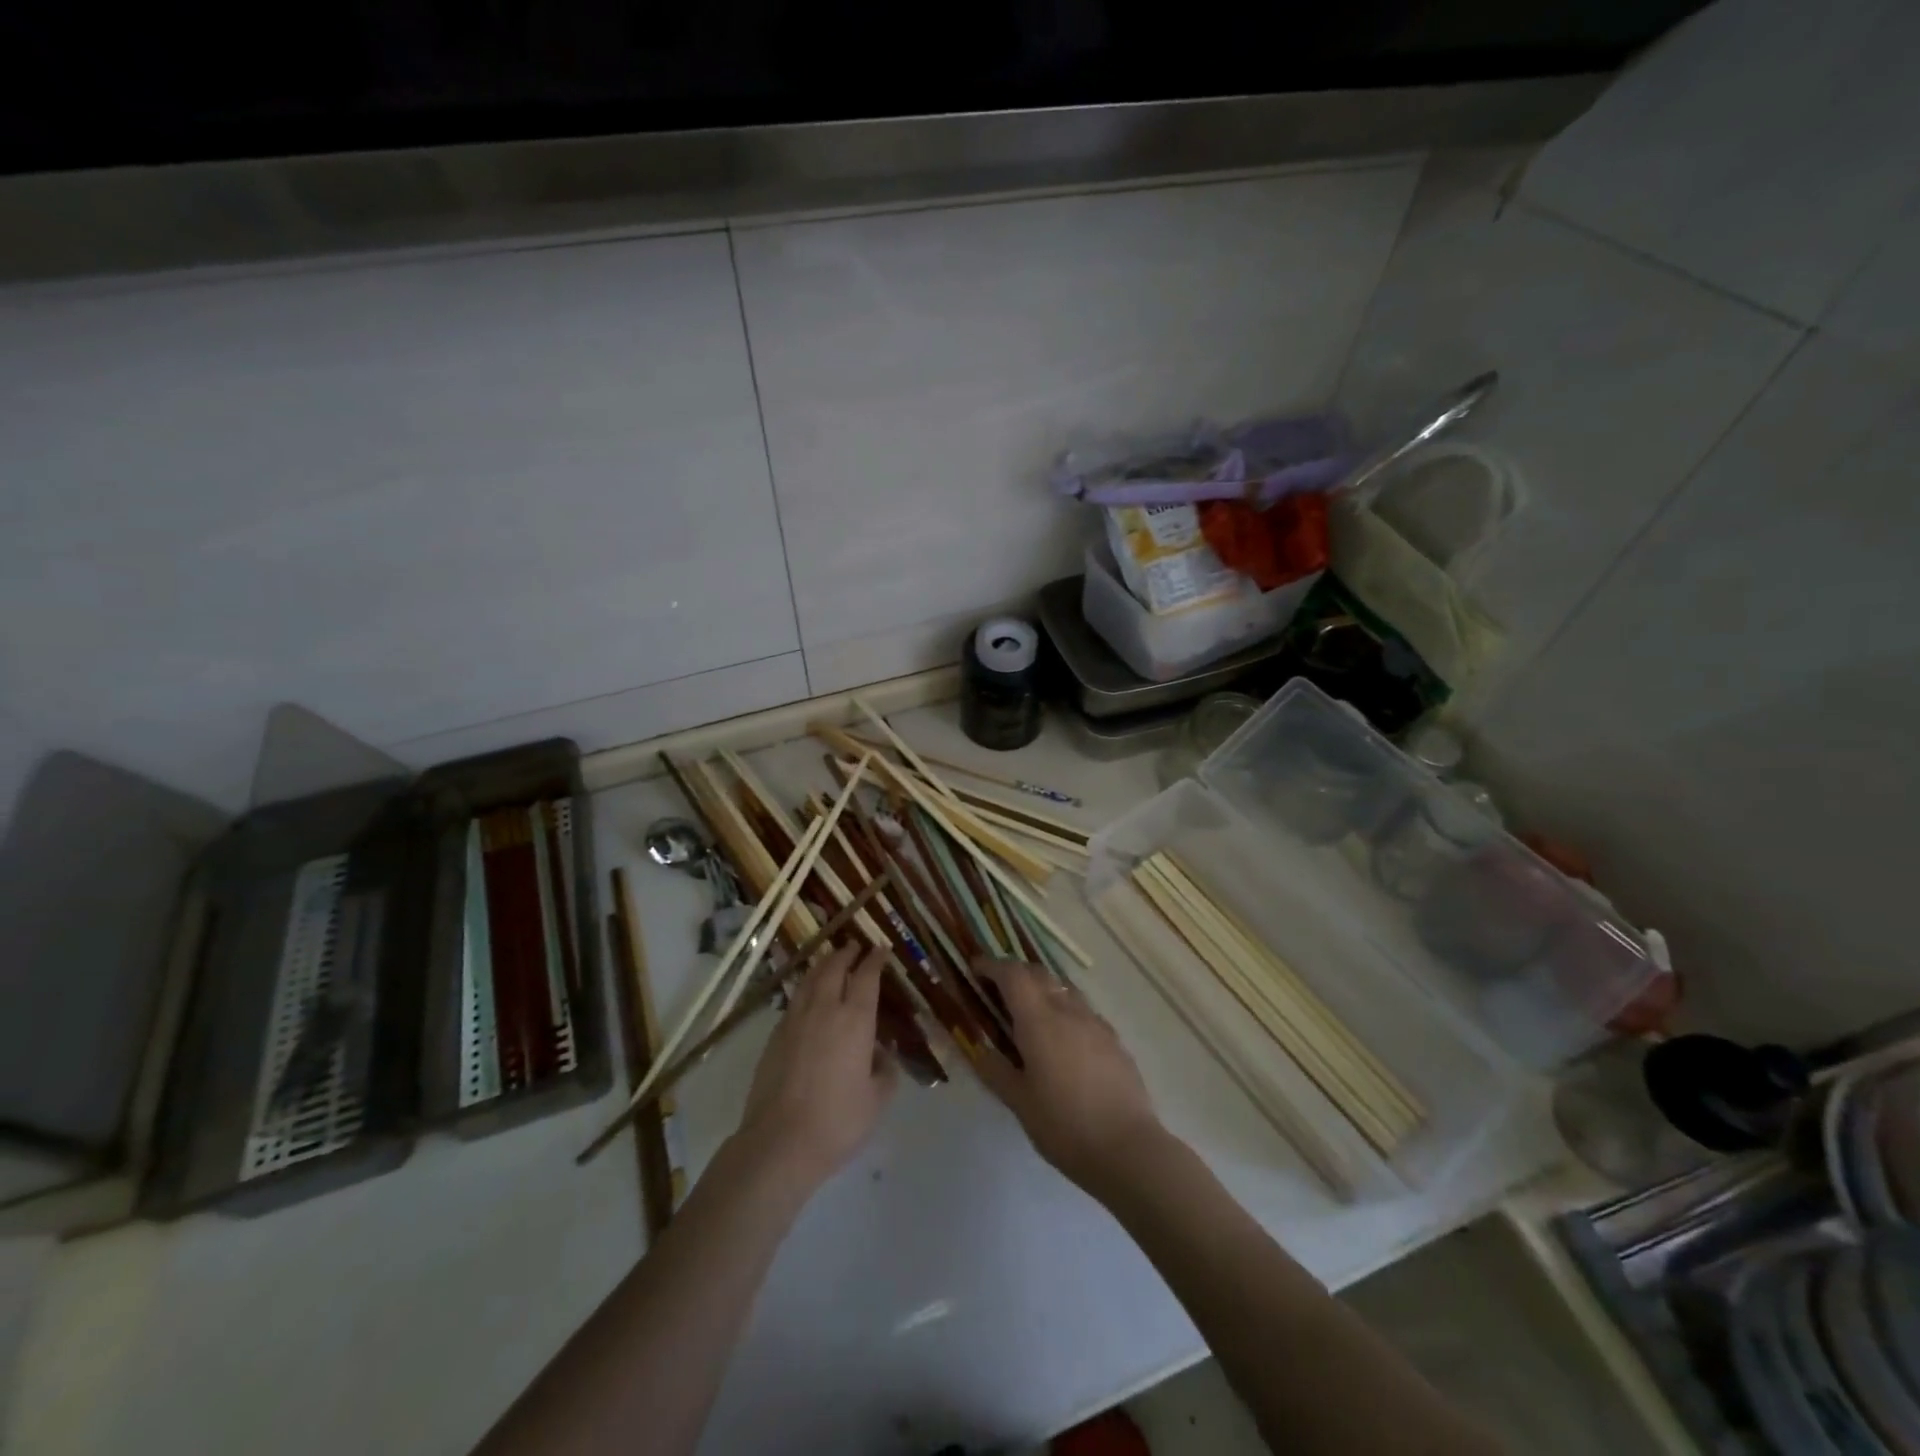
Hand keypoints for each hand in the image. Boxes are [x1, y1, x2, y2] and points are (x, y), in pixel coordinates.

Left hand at [736, 944, 896, 1192]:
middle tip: (853, 946)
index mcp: (855, 1020)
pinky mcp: (774, 1036)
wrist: (780, 1142)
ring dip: (822, 965)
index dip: (874, 960)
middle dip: (845, 953)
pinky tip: (807, 998)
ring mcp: (795, 1021)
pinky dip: (805, 990)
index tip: (880, 950)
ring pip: (809, 979)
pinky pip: (794, 1001)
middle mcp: (824, 1010)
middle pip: (833, 968)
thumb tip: (881, 1056)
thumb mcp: (876, 1100)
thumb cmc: (837, 1121)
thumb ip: (884, 1072)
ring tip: (830, 961)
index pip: (866, 977)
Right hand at [972, 959, 1164, 1194]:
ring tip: (1029, 1012)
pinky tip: (1062, 1039)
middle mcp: (1068, 1010)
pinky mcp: (1113, 1038)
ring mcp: (1095, 1022)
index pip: (1012, 974)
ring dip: (1042, 988)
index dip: (991, 966)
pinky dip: (1064, 1009)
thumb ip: (996, 1070)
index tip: (975, 968)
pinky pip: (1082, 1009)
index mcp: (1039, 1021)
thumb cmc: (1065, 1126)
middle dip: (1015, 972)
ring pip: (1063, 988)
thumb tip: (978, 1049)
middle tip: (997, 988)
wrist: (1128, 1148)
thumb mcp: (1019, 1103)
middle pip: (1039, 973)